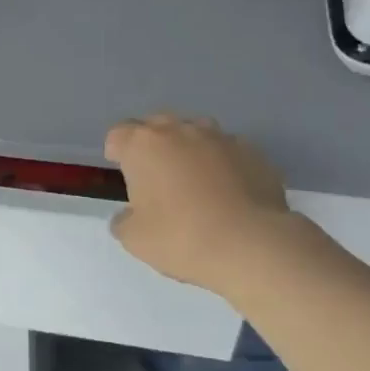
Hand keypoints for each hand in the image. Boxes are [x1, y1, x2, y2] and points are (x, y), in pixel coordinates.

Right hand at [104, 114, 314, 297]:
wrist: (251, 245)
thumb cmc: (181, 238)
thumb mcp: (135, 239)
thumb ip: (124, 221)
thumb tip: (129, 215)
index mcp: (143, 145)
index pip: (118, 134)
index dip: (117, 151)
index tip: (123, 172)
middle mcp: (179, 131)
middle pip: (156, 125)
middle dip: (152, 144)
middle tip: (156, 175)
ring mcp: (219, 137)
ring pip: (195, 131)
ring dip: (188, 148)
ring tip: (193, 179)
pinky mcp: (252, 151)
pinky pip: (227, 150)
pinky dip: (221, 163)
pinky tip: (227, 190)